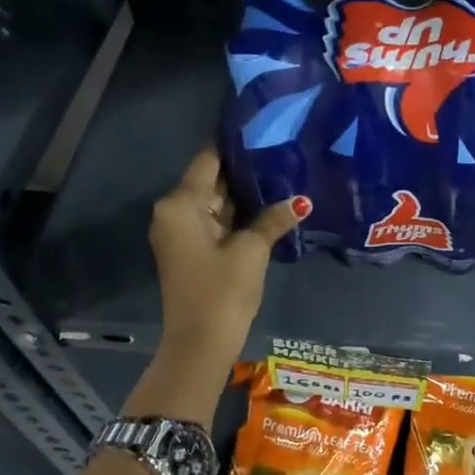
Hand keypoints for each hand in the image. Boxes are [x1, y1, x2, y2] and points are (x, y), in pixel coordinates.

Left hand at [149, 148, 304, 357]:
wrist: (200, 343)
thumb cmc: (222, 289)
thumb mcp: (252, 250)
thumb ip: (273, 219)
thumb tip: (301, 201)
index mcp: (181, 204)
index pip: (208, 160)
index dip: (235, 145)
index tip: (264, 131)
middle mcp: (173, 212)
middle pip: (210, 180)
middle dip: (243, 170)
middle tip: (281, 153)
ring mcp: (180, 233)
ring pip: (214, 202)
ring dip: (242, 194)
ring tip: (281, 175)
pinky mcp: (190, 251)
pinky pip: (213, 222)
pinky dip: (236, 215)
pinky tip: (267, 208)